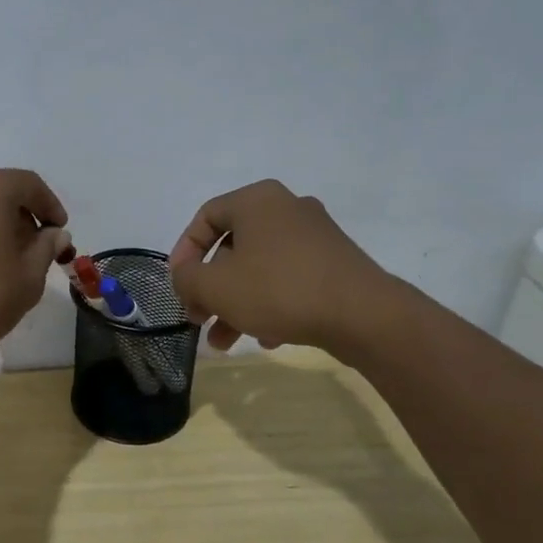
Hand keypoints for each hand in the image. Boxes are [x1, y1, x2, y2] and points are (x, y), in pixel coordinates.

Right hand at [167, 180, 393, 353]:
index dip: (183, 252)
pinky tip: (266, 337)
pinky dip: (269, 304)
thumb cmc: (279, 289)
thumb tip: (185, 277)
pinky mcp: (334, 263)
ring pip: (259, 268)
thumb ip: (186, 278)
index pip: (205, 217)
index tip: (178, 285)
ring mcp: (315, 235)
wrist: (363, 315)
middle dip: (210, 288)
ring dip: (236, 304)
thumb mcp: (215, 286)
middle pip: (232, 247)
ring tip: (225, 342)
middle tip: (199, 317)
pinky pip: (288, 279)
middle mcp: (286, 208)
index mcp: (257, 200)